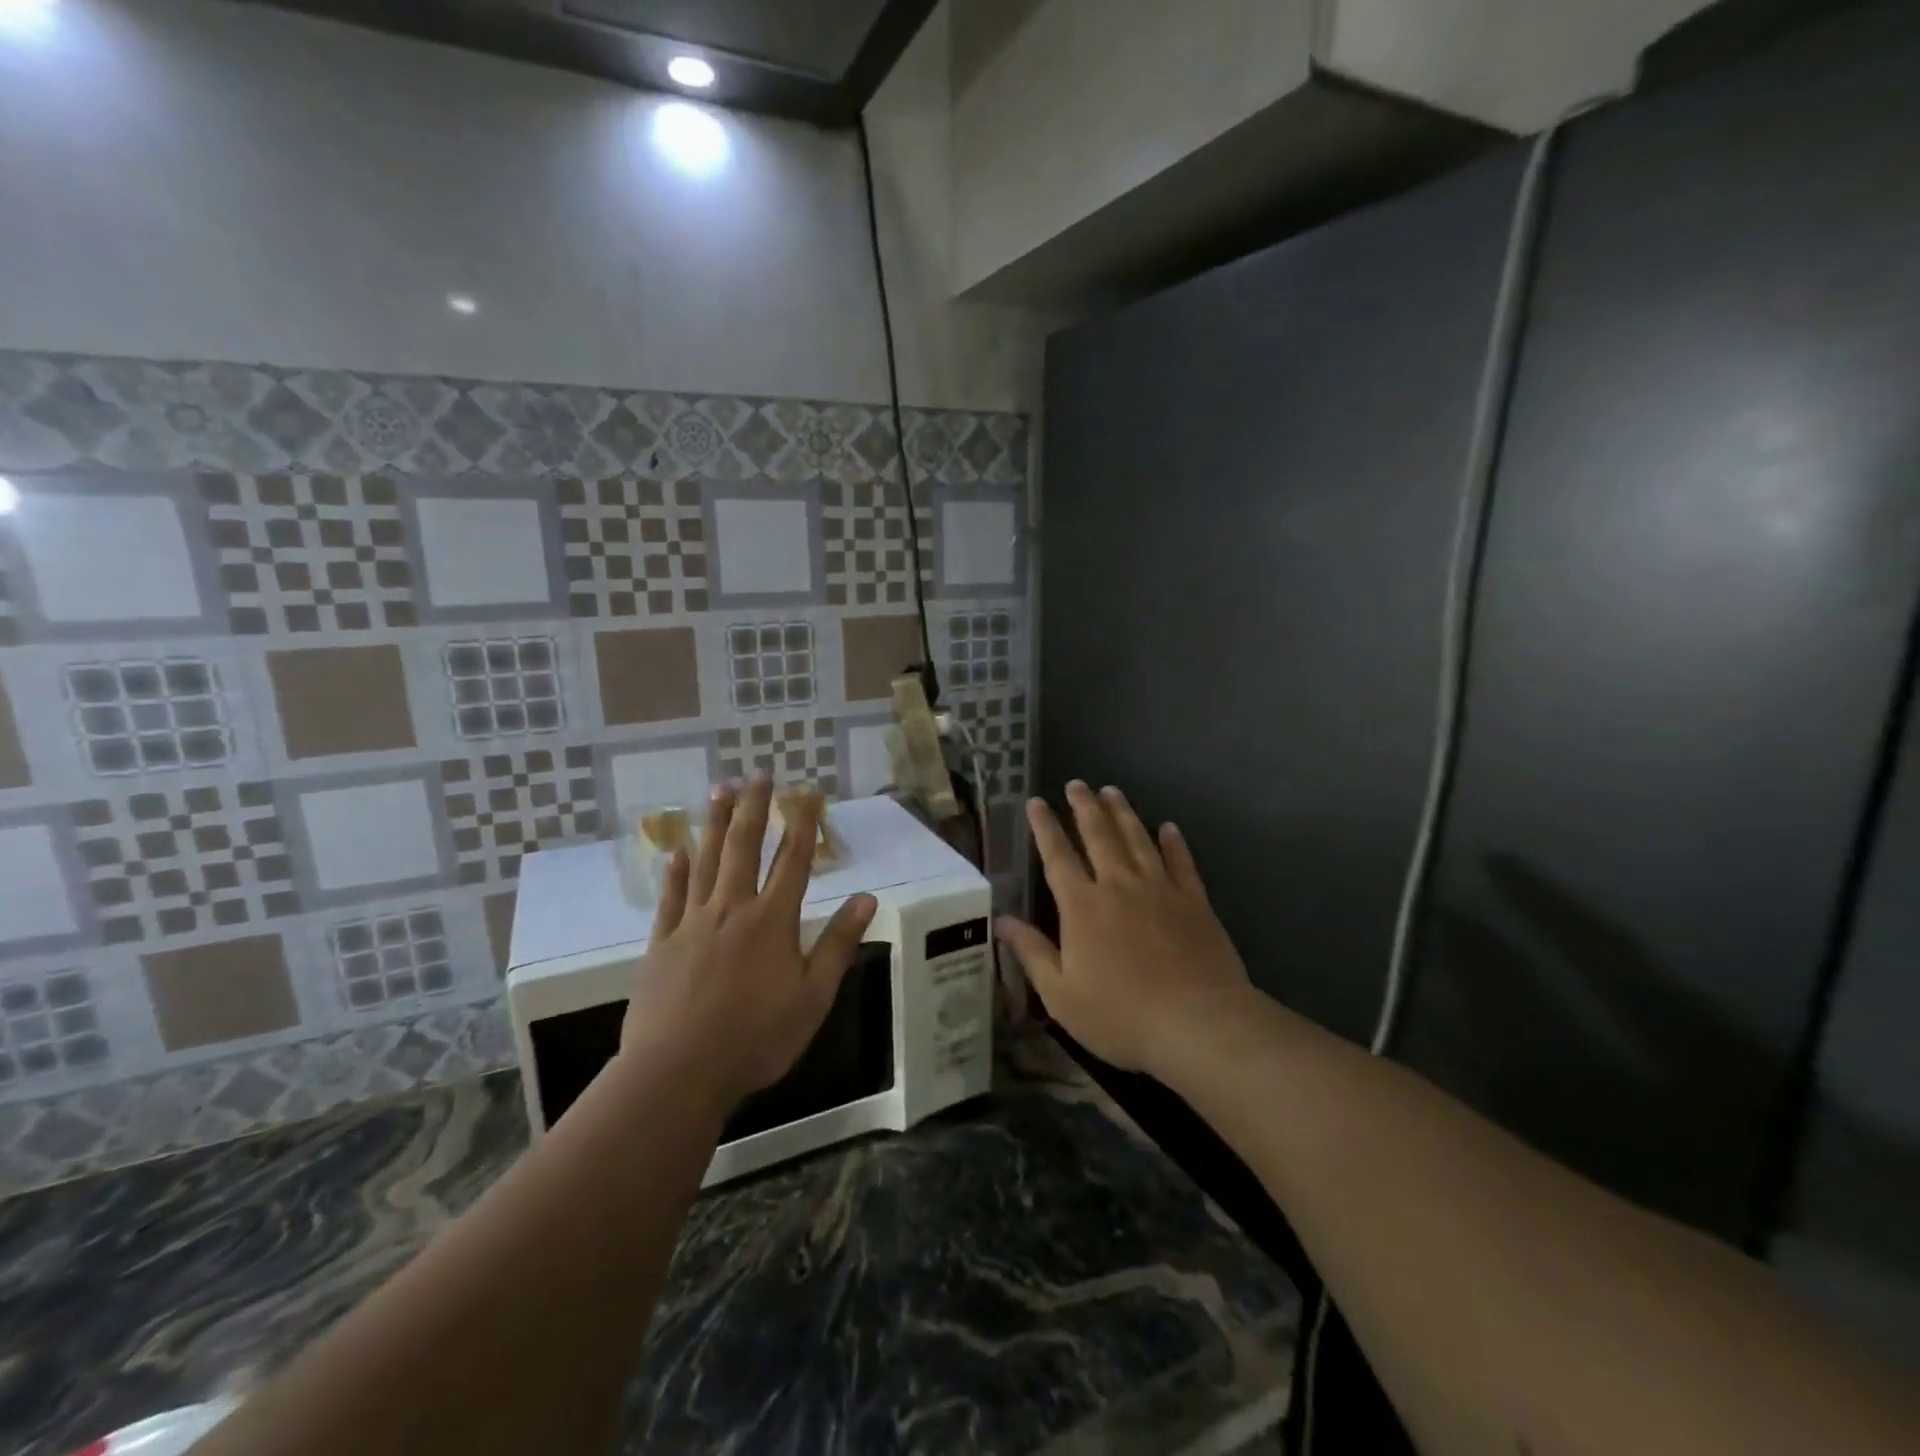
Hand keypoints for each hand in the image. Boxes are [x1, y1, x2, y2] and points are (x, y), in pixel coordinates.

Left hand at [618, 777, 876, 1113]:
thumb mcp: (813, 997)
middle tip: (759, 774)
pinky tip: (678, 850)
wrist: (678, 1073)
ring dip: (716, 824)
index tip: (808, 793)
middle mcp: (733, 909)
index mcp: (773, 920)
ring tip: (721, 790)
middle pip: (746, 847)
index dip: (803, 824)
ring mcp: (693, 923)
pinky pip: (671, 897)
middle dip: (756, 808)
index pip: (794, 861)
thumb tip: (867, 898)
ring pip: (707, 861)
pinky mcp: (662, 943)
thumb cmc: (757, 1038)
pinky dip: (676, 871)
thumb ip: (837, 944)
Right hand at [996, 781, 1253, 1082]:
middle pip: (1099, 835)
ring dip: (1122, 813)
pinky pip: (1181, 862)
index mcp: (1082, 906)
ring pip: (1138, 839)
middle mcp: (1119, 885)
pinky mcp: (1194, 901)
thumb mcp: (1061, 994)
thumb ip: (1032, 953)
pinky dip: (1173, 842)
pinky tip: (1168, 827)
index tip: (1036, 802)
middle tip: (1077, 784)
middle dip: (1084, 807)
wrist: (1197, 1023)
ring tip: (1112, 791)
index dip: (1045, 828)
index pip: (1057, 856)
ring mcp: (1160, 889)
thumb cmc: (1121, 1015)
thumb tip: (1001, 921)